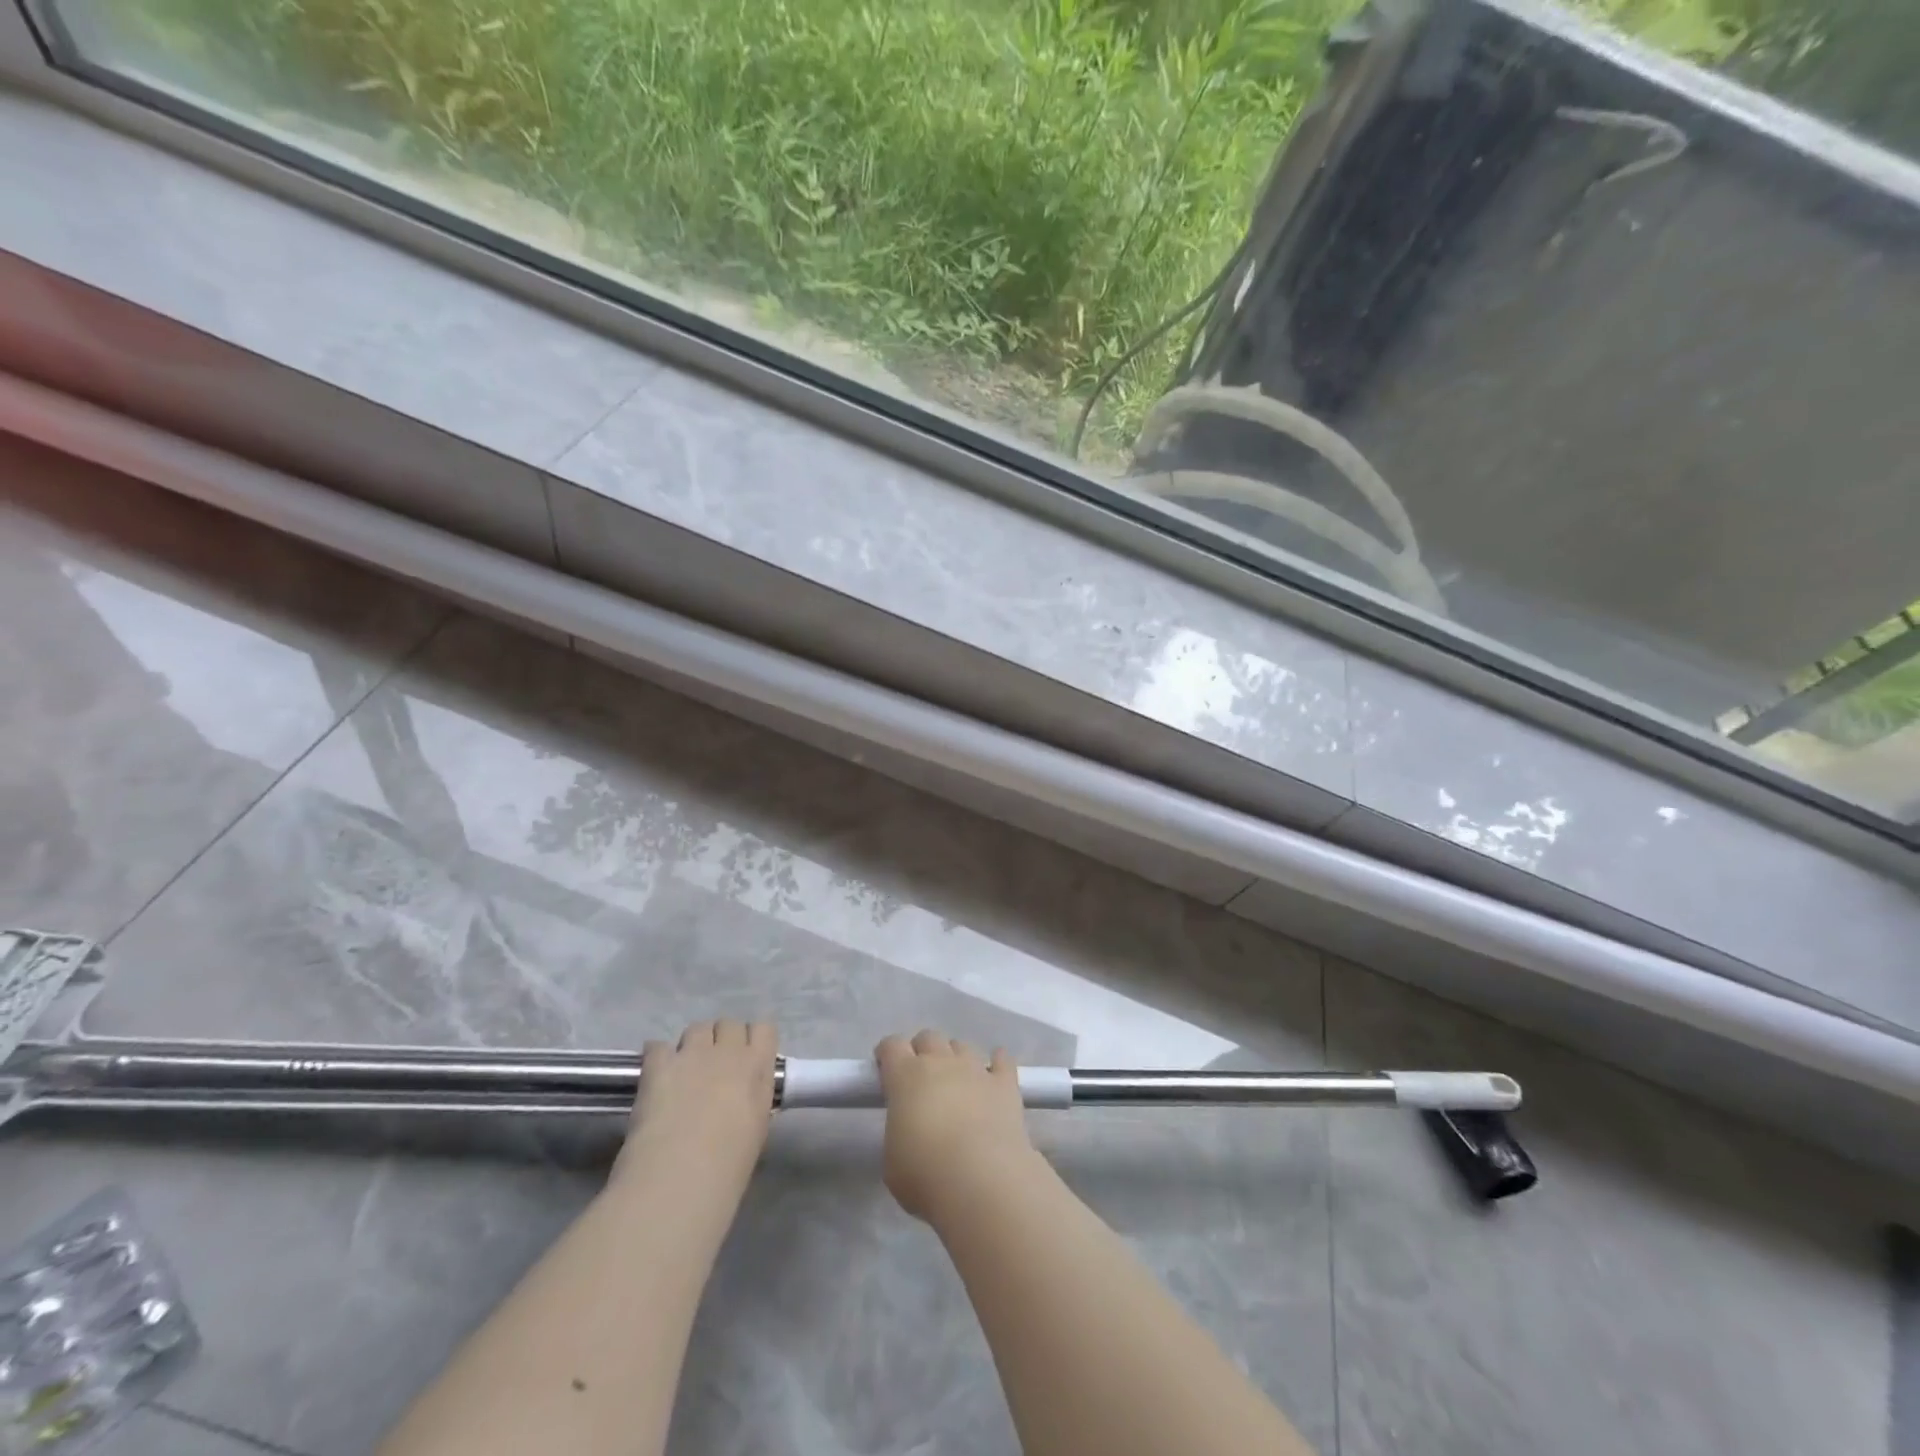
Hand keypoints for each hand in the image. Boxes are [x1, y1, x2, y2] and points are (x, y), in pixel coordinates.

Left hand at [612, 1020, 776, 1194]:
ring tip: (684, 1071)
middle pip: (728, 1024)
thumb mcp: (758, 1126)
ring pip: (696, 1028)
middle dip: (722, 1039)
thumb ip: (754, 1096)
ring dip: (693, 1044)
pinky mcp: (659, 1064)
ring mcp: (692, 1054)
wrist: (681, 1177)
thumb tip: (742, 1092)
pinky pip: (658, 1046)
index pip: (764, 1029)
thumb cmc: (729, 1164)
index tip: (747, 1058)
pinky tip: (656, 1078)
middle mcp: (728, 1051)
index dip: (754, 1041)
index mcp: (757, 1066)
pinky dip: (658, 1057)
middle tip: (714, 1067)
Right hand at [875, 1030, 1037, 1222]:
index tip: (886, 1070)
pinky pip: (1002, 1060)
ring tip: (957, 1083)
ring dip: (956, 1059)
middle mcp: (941, 1062)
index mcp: (906, 1076)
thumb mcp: (892, 1158)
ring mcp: (976, 1069)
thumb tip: (911, 1126)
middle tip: (922, 1080)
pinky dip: (998, 1063)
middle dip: (922, 1051)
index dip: (887, 1054)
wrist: (981, 1181)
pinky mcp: (1005, 1084)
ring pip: (962, 1046)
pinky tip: (995, 1073)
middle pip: (929, 1037)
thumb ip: (899, 1129)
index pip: (892, 1045)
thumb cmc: (925, 1175)